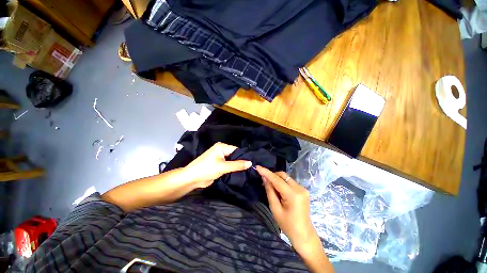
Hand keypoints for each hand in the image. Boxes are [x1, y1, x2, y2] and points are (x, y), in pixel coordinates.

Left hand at [184, 142, 251, 187]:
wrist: (192, 179)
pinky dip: (234, 169)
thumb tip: (251, 163)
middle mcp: (222, 151)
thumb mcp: (223, 167)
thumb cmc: (206, 169)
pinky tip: (242, 172)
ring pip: (233, 161)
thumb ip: (237, 165)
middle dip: (242, 162)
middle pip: (235, 155)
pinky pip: (229, 166)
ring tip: (249, 170)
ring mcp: (220, 158)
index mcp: (222, 147)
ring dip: (238, 166)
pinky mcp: (219, 165)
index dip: (244, 156)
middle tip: (252, 167)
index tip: (253, 162)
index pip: (236, 150)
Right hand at [256, 166, 316, 248]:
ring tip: (270, 186)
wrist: (304, 234)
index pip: (277, 180)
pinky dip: (282, 183)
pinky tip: (278, 190)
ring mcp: (303, 189)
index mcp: (293, 195)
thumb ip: (270, 191)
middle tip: (264, 181)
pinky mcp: (303, 190)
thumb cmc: (288, 225)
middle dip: (272, 175)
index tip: (258, 167)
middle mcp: (300, 188)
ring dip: (277, 179)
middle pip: (283, 175)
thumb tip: (264, 178)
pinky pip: (290, 182)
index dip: (266, 172)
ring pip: (286, 178)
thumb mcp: (275, 208)